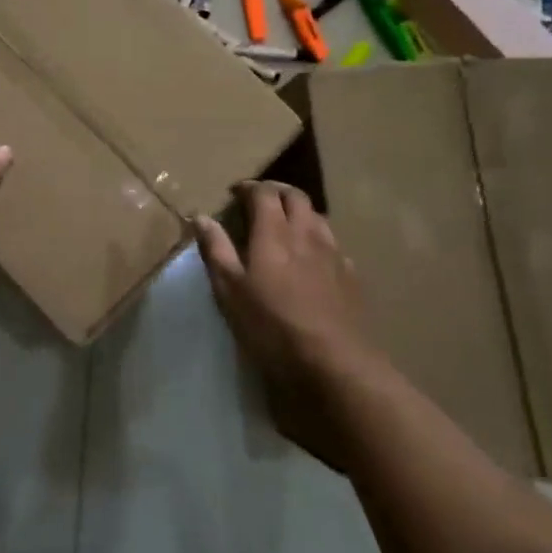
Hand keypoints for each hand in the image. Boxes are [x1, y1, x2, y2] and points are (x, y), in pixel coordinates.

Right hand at [193, 182, 376, 471]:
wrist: (336, 365)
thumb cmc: (273, 327)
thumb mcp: (230, 291)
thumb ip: (216, 250)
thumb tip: (200, 216)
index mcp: (274, 233)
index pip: (264, 193)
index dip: (249, 187)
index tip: (235, 192)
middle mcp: (306, 234)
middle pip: (296, 197)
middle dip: (276, 191)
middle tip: (259, 199)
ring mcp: (334, 254)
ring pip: (318, 217)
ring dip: (299, 211)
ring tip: (285, 224)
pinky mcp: (352, 277)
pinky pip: (334, 244)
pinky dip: (318, 238)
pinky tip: (312, 257)